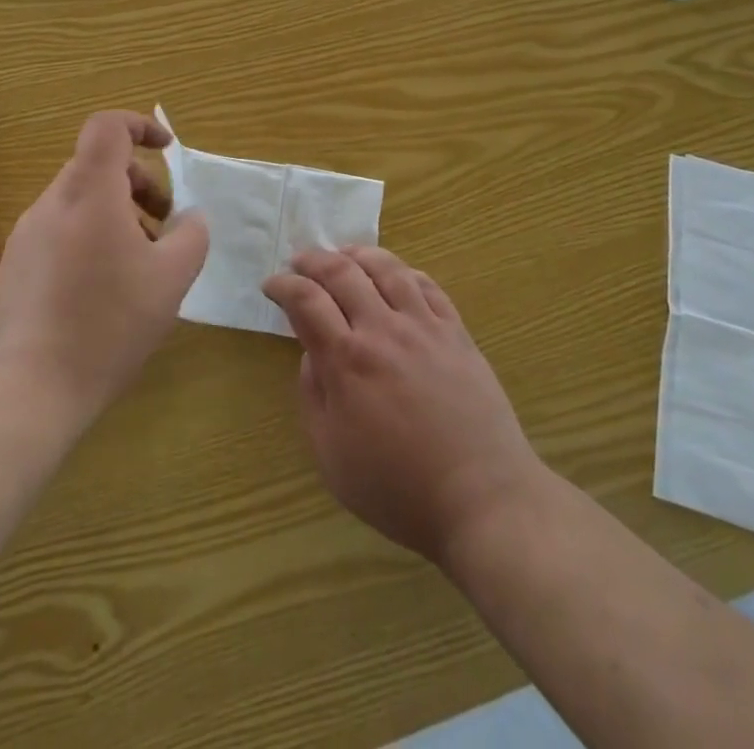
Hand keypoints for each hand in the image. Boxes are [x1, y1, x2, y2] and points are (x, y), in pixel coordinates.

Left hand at [0, 111, 208, 424]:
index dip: (140, 125)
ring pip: (81, 201)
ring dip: (118, 214)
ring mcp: (27, 234)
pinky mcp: (16, 265)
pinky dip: (92, 238)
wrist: (29, 389)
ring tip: (141, 263)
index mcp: (89, 193)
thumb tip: (189, 217)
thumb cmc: (108, 324)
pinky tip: (105, 290)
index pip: (107, 126)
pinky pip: (61, 231)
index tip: (168, 149)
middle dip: (140, 184)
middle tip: (165, 226)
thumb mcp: (171, 278)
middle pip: (98, 166)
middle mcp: (53, 203)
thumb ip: (191, 235)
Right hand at [263, 246, 546, 565]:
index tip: (271, 285)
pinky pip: (427, 285)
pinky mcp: (456, 332)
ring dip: (358, 254)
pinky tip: (395, 276)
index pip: (306, 300)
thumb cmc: (398, 488)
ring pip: (387, 268)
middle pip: (342, 272)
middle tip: (299, 262)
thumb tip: (312, 353)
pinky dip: (403, 272)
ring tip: (344, 256)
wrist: (482, 498)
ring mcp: (424, 326)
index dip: (283, 285)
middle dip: (313, 260)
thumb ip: (313, 395)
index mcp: (347, 361)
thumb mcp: (331, 455)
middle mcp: (383, 330)